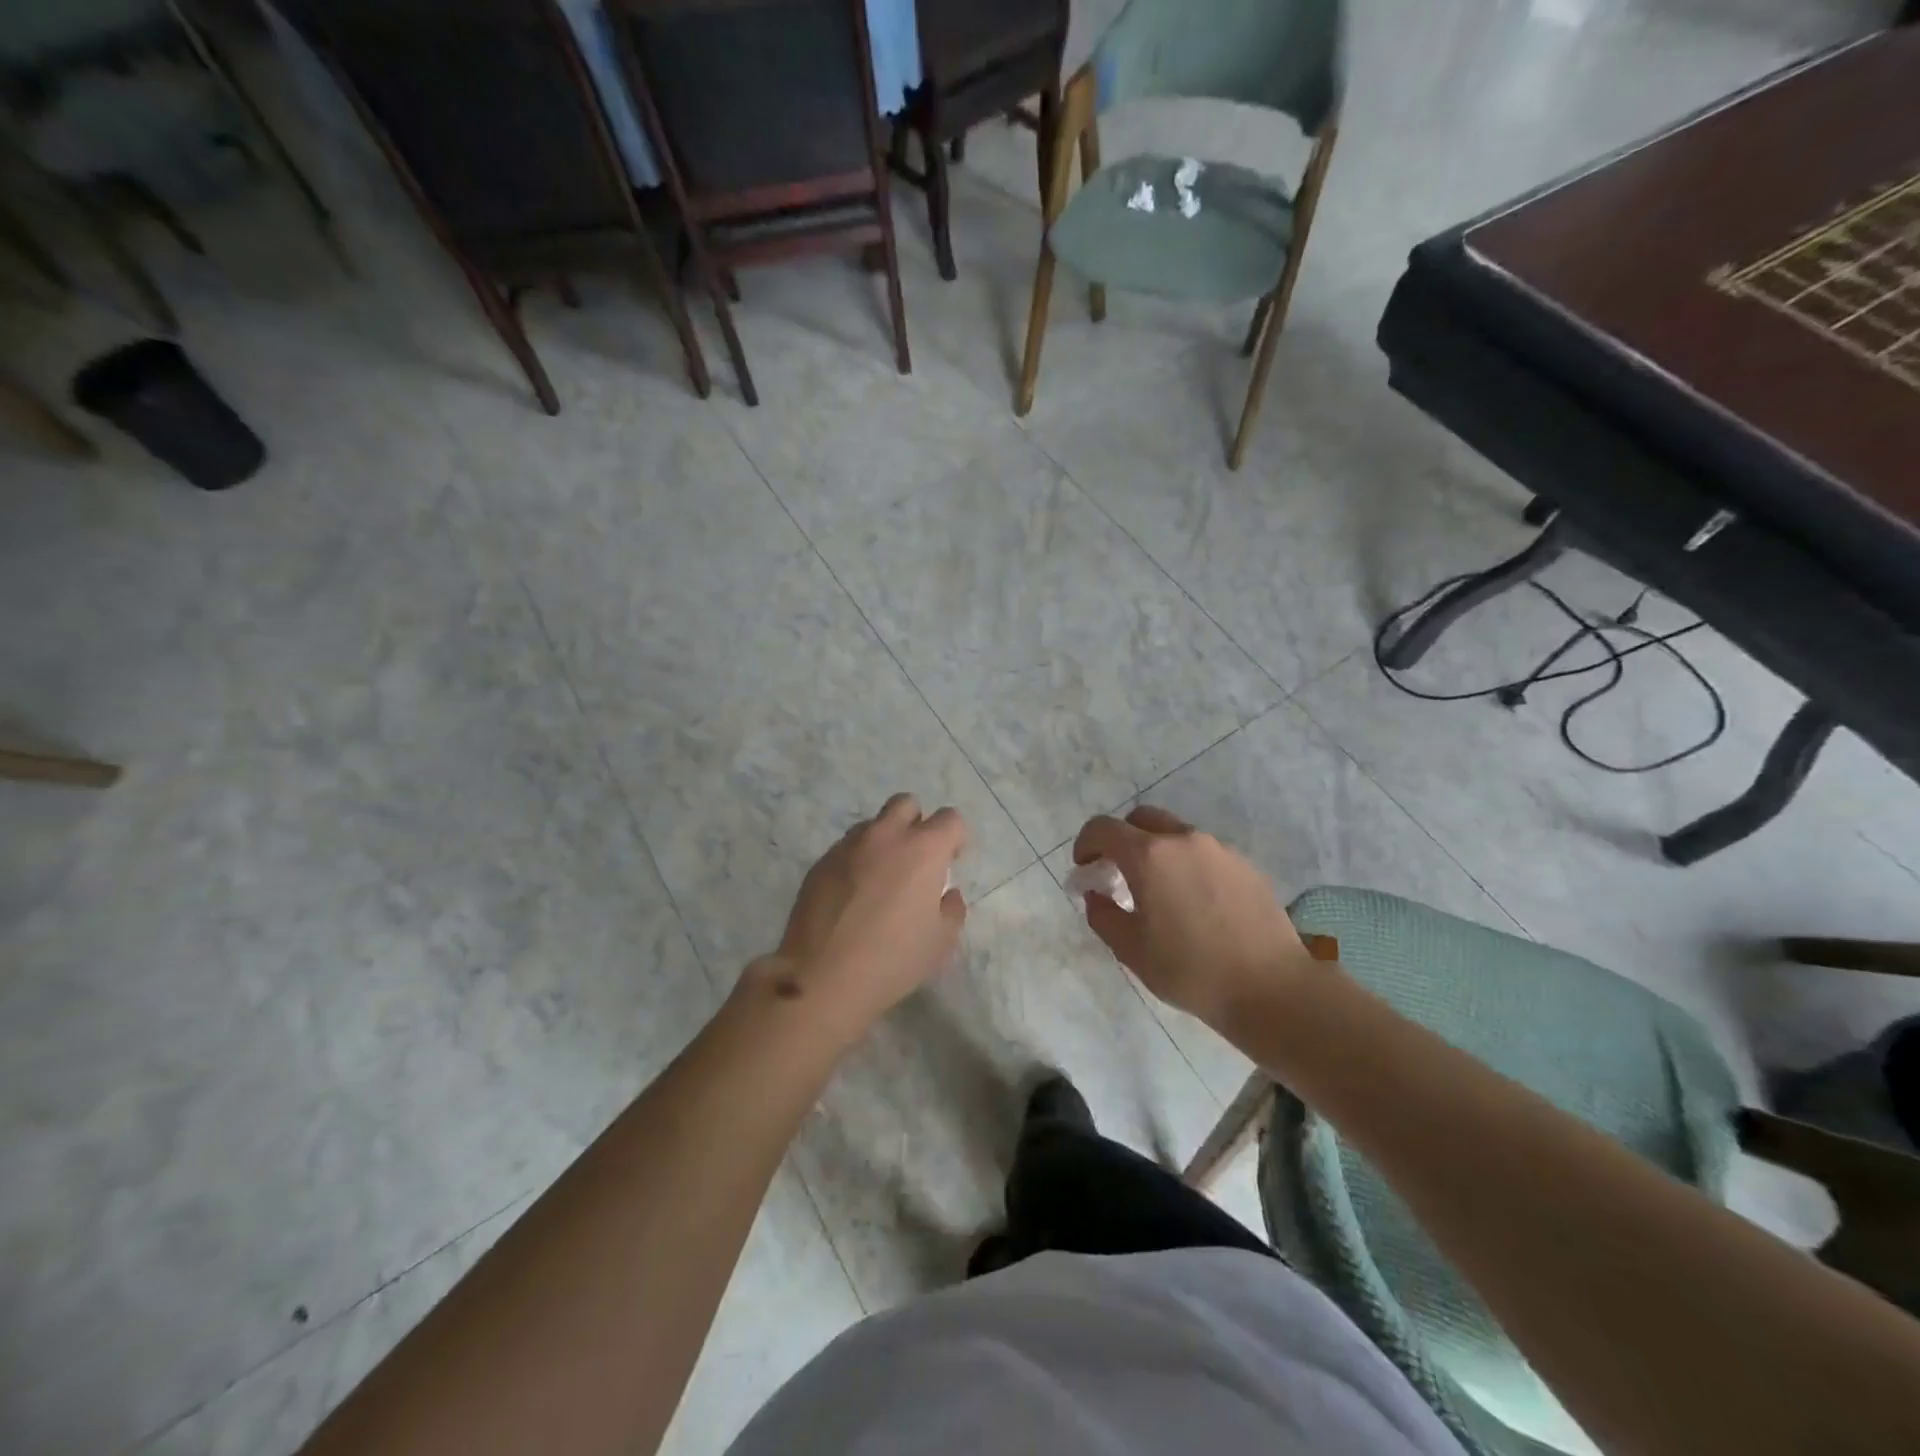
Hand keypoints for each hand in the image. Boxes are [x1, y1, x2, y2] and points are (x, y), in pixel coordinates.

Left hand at [754, 793, 967, 1036]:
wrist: (822, 976)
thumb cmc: (893, 959)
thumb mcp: (941, 941)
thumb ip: (952, 909)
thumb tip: (947, 893)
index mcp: (923, 849)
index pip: (949, 819)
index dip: (955, 838)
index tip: (951, 861)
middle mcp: (886, 836)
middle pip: (906, 804)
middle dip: (917, 823)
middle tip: (917, 859)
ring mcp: (848, 846)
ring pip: (873, 824)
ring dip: (884, 840)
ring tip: (881, 878)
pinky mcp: (820, 862)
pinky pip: (846, 848)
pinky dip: (857, 860)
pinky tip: (853, 895)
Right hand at [1072, 806, 1314, 1028]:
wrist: (1271, 988)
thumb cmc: (1190, 970)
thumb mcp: (1131, 949)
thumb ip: (1103, 915)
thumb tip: (1096, 894)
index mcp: (1148, 856)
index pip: (1103, 828)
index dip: (1086, 843)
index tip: (1085, 867)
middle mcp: (1183, 840)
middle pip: (1142, 819)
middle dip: (1122, 838)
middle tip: (1118, 872)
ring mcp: (1220, 849)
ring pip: (1176, 835)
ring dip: (1158, 852)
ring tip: (1160, 892)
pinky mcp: (1246, 866)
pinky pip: (1205, 854)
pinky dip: (1189, 865)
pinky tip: (1196, 904)